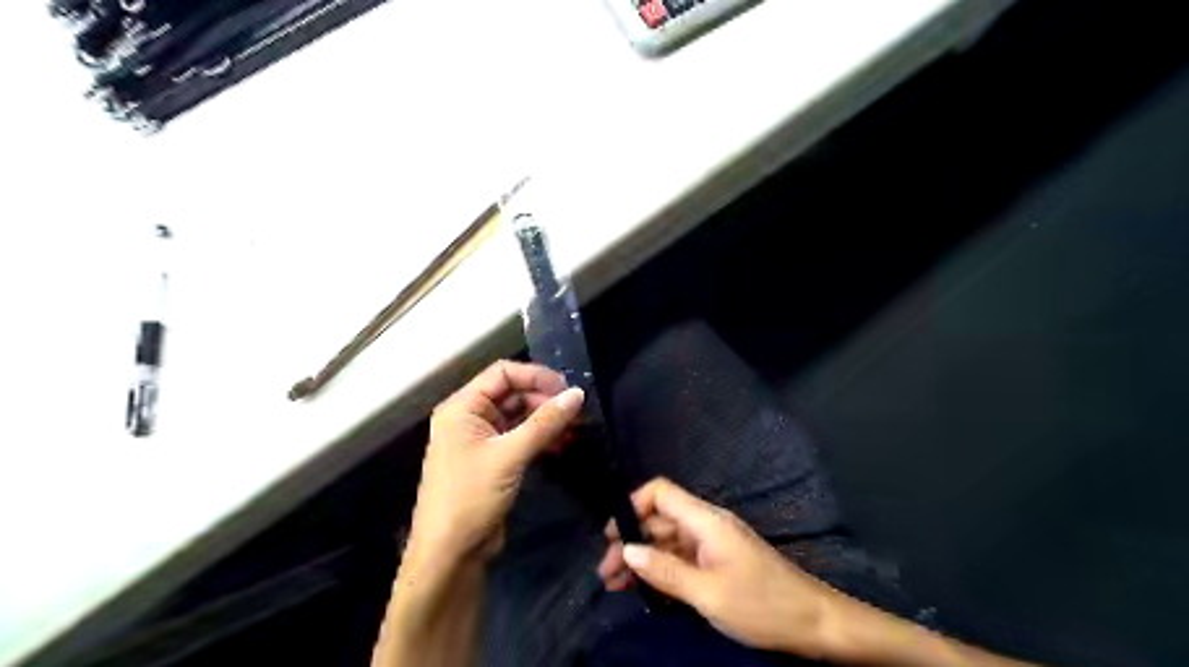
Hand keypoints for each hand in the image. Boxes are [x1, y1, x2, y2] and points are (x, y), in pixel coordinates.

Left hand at [411, 362, 582, 565]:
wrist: (449, 554)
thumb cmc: (470, 497)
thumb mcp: (509, 455)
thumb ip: (545, 423)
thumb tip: (578, 394)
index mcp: (463, 407)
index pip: (503, 373)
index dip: (536, 376)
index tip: (568, 389)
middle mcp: (470, 417)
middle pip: (513, 393)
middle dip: (545, 399)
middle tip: (578, 412)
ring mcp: (482, 438)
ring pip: (520, 416)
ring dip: (547, 420)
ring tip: (577, 428)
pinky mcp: (493, 459)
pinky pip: (521, 436)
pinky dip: (541, 437)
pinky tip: (563, 444)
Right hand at [601, 476, 837, 659]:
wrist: (814, 623)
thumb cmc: (761, 604)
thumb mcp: (708, 593)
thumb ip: (665, 570)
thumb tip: (626, 551)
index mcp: (706, 520)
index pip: (661, 492)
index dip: (633, 505)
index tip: (612, 535)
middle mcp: (706, 525)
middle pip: (659, 520)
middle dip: (629, 541)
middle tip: (606, 574)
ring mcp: (712, 544)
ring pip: (667, 541)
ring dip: (641, 559)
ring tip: (615, 585)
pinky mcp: (717, 562)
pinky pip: (680, 558)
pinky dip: (660, 570)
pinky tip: (643, 588)